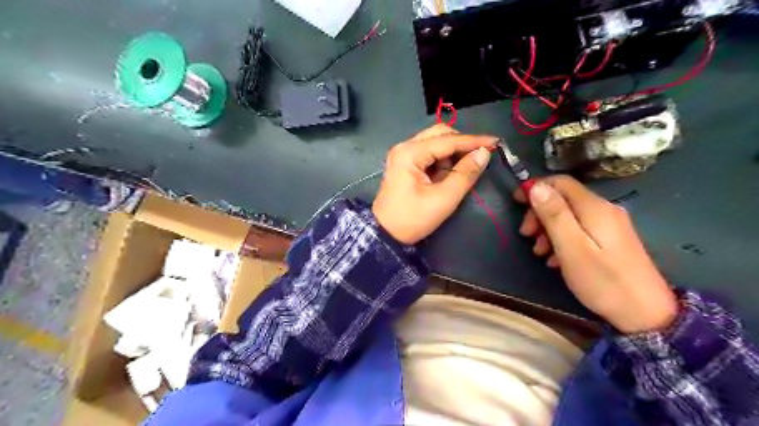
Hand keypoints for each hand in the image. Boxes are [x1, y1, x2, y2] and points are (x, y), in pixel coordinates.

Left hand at [373, 124, 499, 244]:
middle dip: (461, 144)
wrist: (385, 234)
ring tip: (460, 173)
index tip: (496, 142)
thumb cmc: (413, 218)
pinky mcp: (404, 163)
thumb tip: (484, 153)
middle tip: (479, 156)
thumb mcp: (443, 198)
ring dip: (451, 154)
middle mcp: (405, 147)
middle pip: (439, 134)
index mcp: (410, 153)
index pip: (448, 140)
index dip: (473, 141)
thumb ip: (465, 174)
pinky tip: (447, 175)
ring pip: (435, 142)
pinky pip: (428, 154)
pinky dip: (441, 161)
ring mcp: (403, 154)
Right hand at [516, 174, 674, 333]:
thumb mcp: (572, 248)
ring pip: (569, 215)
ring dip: (548, 229)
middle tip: (526, 235)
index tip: (516, 202)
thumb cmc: (603, 281)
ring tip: (539, 252)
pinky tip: (556, 260)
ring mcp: (609, 225)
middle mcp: (604, 209)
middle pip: (563, 198)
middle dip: (539, 213)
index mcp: (594, 208)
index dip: (535, 187)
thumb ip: (554, 215)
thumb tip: (536, 186)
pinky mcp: (611, 240)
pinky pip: (579, 229)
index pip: (560, 182)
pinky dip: (561, 239)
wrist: (647, 315)